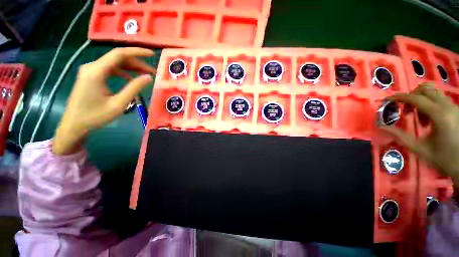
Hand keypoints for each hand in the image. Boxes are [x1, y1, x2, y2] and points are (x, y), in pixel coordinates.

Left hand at [52, 48, 155, 154]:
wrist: (74, 124)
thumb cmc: (95, 116)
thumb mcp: (118, 103)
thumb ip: (133, 88)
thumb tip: (148, 77)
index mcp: (96, 71)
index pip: (119, 54)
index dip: (137, 52)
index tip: (152, 54)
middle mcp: (92, 67)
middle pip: (117, 58)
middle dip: (137, 63)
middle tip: (152, 71)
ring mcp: (90, 71)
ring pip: (114, 63)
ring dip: (131, 67)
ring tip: (145, 75)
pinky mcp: (91, 76)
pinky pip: (109, 69)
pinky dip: (122, 72)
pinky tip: (130, 79)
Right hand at [380, 83, 458, 186]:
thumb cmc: (442, 158)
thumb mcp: (419, 149)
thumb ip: (400, 136)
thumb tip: (380, 126)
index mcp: (440, 116)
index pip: (416, 98)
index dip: (399, 97)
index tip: (387, 100)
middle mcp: (448, 107)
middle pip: (425, 89)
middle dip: (411, 96)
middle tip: (405, 110)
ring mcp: (454, 107)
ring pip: (433, 92)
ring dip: (421, 100)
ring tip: (419, 116)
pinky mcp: (456, 110)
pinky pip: (440, 99)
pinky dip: (430, 104)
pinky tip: (429, 118)